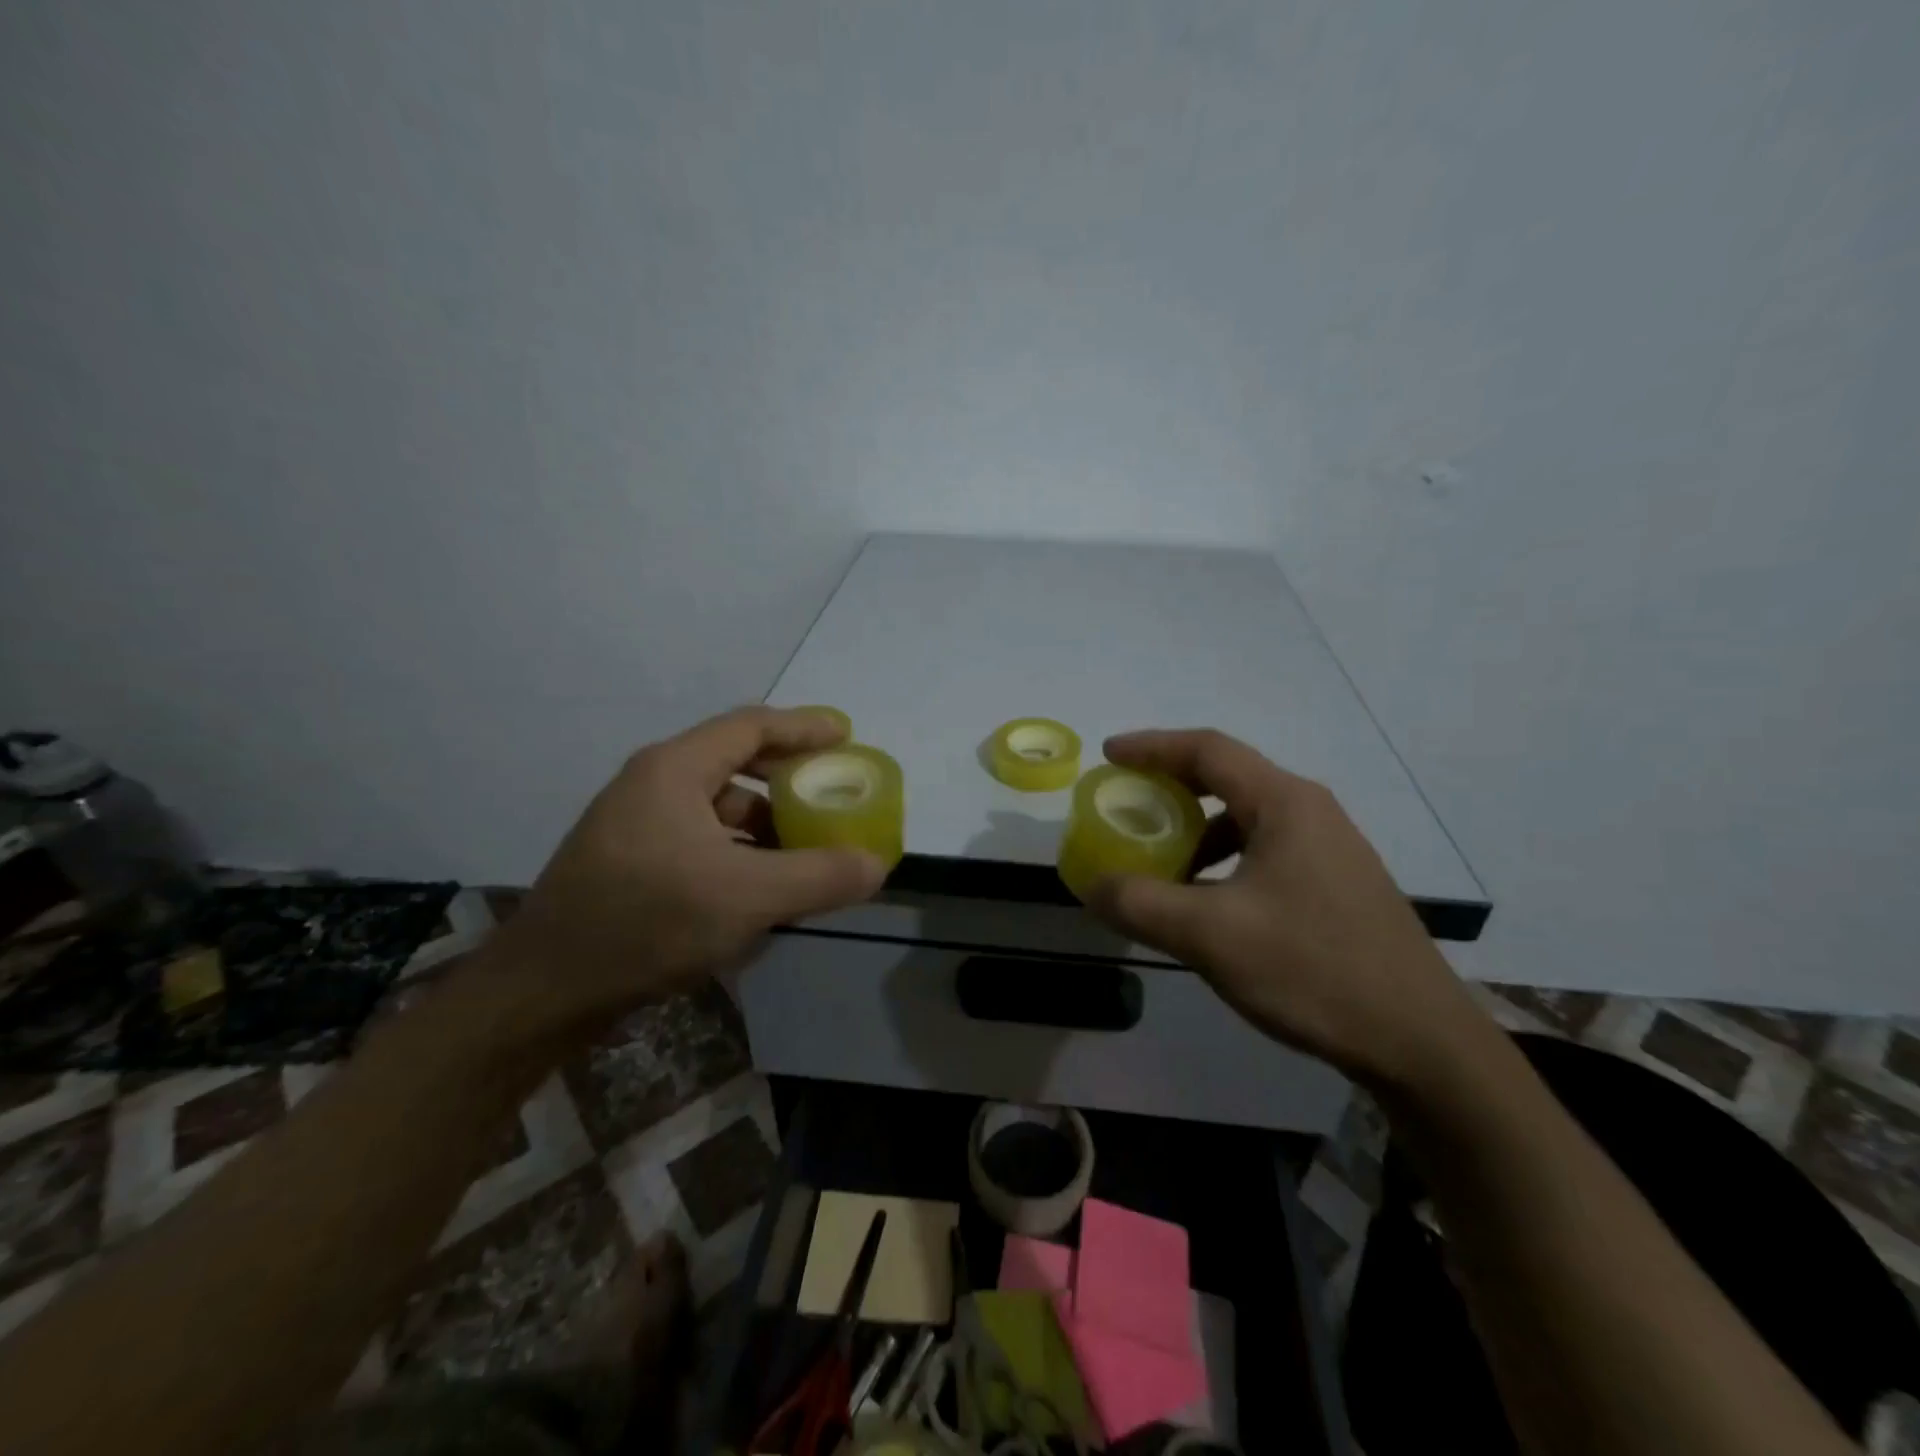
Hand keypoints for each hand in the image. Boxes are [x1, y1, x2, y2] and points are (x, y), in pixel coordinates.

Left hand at [485, 706, 886, 1037]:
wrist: (542, 992)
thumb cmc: (646, 924)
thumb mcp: (747, 899)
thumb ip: (819, 877)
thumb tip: (877, 865)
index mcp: (674, 770)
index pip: (751, 726)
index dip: (804, 727)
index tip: (847, 737)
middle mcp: (651, 784)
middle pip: (735, 761)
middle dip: (788, 777)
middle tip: (831, 791)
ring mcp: (635, 823)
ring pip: (715, 805)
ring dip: (764, 820)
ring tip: (803, 846)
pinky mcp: (628, 861)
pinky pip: (699, 838)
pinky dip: (737, 850)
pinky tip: (758, 885)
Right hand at [1086, 729, 1488, 1090]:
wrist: (1422, 1043)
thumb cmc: (1313, 970)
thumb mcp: (1210, 936)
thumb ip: (1140, 903)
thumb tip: (1091, 885)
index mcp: (1285, 804)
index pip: (1207, 750)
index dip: (1152, 746)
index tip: (1108, 756)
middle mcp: (1310, 813)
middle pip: (1227, 779)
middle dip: (1170, 788)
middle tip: (1126, 805)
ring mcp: (1330, 850)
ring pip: (1246, 820)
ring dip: (1196, 832)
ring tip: (1161, 864)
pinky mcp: (1336, 886)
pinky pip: (1264, 852)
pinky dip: (1223, 862)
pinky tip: (1207, 905)